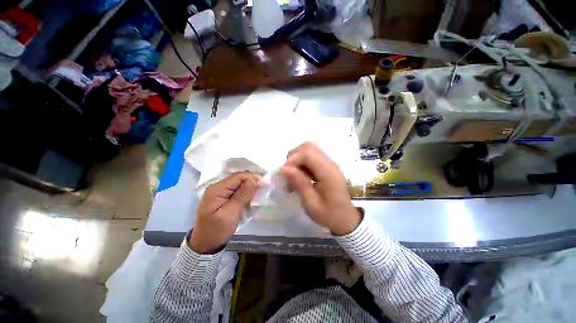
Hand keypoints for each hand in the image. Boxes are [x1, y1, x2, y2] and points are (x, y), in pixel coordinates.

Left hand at [188, 172, 260, 253]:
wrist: (205, 243)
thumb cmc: (217, 230)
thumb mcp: (231, 213)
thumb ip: (243, 195)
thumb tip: (255, 179)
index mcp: (217, 189)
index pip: (238, 176)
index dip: (252, 178)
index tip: (263, 185)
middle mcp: (217, 186)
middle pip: (238, 178)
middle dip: (251, 182)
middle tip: (262, 191)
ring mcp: (219, 191)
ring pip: (238, 184)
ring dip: (248, 188)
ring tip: (257, 195)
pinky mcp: (222, 196)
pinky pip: (236, 190)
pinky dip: (244, 192)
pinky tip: (249, 198)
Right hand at [280, 142, 360, 235]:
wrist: (345, 218)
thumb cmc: (329, 215)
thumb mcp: (311, 204)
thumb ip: (299, 184)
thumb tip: (284, 168)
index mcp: (329, 173)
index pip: (308, 154)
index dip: (293, 160)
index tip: (284, 174)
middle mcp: (330, 164)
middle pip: (309, 147)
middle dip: (294, 157)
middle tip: (288, 173)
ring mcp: (329, 163)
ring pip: (309, 149)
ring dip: (297, 159)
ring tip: (293, 175)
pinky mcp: (327, 166)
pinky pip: (311, 156)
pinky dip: (302, 162)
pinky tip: (300, 176)